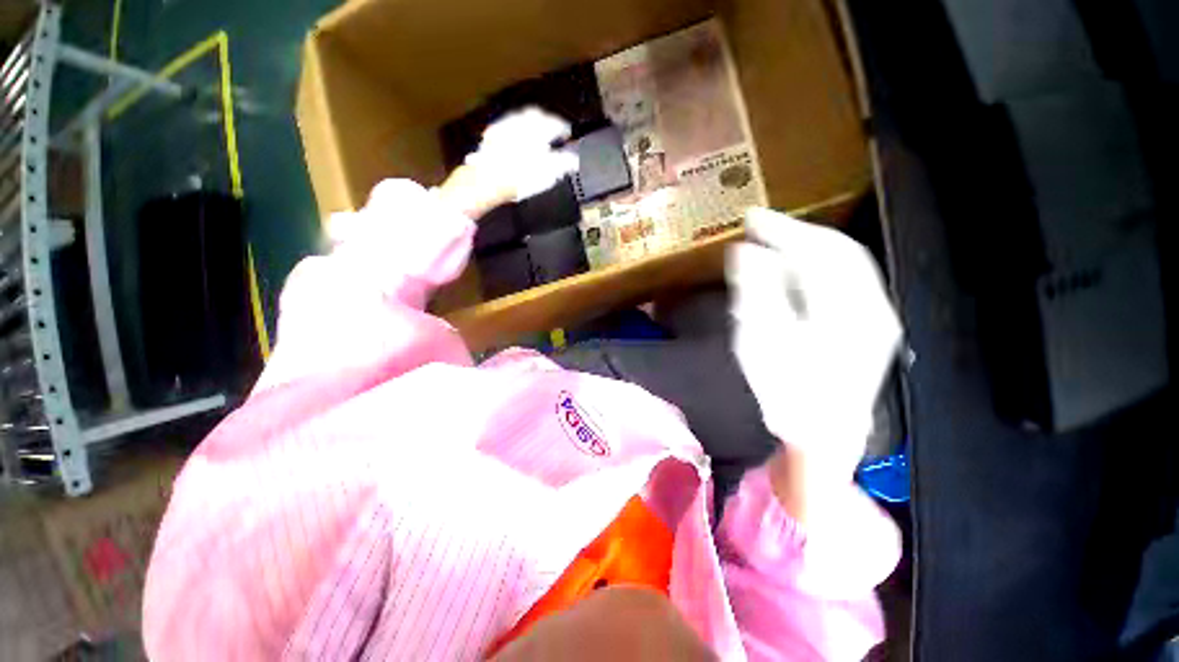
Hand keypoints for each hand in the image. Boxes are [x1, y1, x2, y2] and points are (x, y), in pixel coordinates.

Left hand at [447, 107, 579, 217]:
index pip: (556, 122)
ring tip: (536, 136)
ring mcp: (503, 126)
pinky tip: (516, 143)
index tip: (568, 134)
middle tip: (553, 131)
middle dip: (546, 122)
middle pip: (536, 116)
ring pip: (520, 120)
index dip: (564, 128)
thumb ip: (563, 163)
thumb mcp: (549, 173)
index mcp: (538, 128)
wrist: (486, 179)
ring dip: (530, 126)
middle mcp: (521, 121)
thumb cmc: (522, 177)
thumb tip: (574, 159)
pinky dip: (515, 133)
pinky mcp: (490, 136)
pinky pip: (506, 129)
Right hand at [726, 207, 900, 479]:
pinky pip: (843, 282)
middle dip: (796, 233)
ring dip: (806, 248)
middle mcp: (870, 305)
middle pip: (836, 250)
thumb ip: (755, 292)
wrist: (822, 437)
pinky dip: (815, 268)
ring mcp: (875, 317)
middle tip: (760, 225)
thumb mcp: (762, 342)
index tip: (751, 217)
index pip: (816, 250)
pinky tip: (793, 271)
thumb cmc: (787, 393)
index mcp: (846, 308)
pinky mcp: (869, 327)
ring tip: (773, 242)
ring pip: (842, 264)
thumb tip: (744, 251)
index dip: (783, 229)